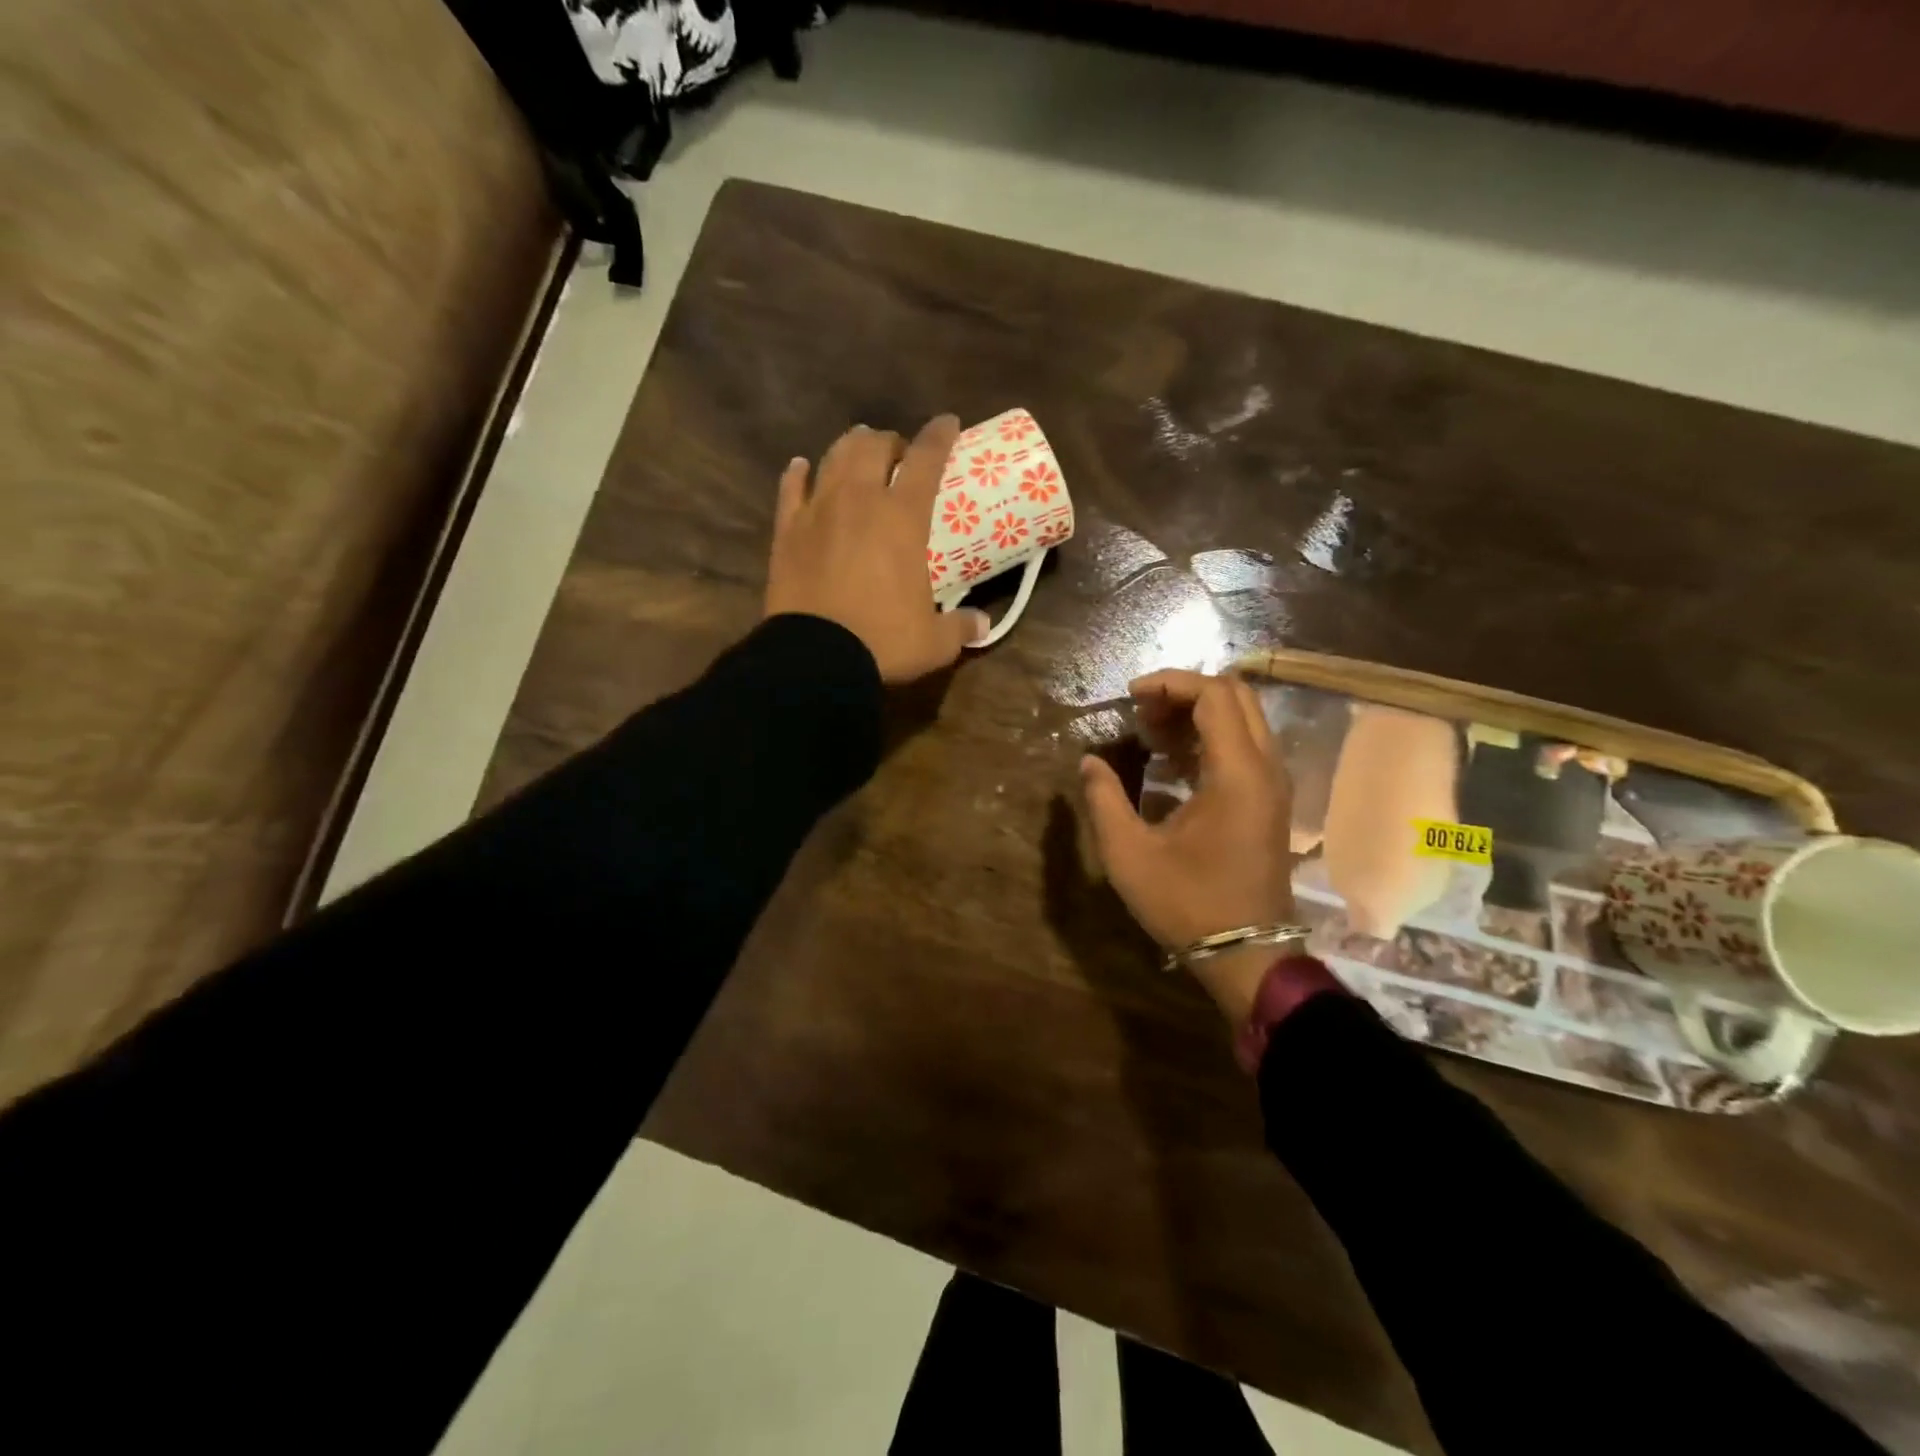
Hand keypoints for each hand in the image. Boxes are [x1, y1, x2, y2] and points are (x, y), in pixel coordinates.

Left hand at [765, 417, 990, 683]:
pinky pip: (791, 488)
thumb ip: (961, 627)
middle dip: (890, 442)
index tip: (948, 422)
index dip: (940, 435)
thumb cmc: (883, 641)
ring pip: (833, 457)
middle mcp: (860, 499)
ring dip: (850, 448)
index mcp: (903, 517)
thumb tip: (982, 624)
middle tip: (899, 457)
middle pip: (873, 446)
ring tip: (858, 454)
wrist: (816, 658)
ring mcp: (818, 511)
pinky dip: (799, 474)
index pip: (927, 459)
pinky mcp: (786, 530)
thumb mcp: (934, 642)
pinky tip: (803, 468)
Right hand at [1079, 670, 1297, 1020]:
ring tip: (1150, 733)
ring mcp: (1273, 785)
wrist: (1246, 954)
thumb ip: (1104, 800)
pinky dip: (1209, 739)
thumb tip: (1089, 762)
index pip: (1214, 695)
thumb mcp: (1129, 854)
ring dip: (1197, 715)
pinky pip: (1244, 747)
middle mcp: (1265, 768)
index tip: (1130, 696)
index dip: (1170, 682)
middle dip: (1185, 692)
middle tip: (1141, 712)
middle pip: (1236, 697)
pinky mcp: (1269, 802)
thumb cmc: (1188, 904)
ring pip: (1243, 720)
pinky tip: (1170, 761)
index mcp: (1237, 773)